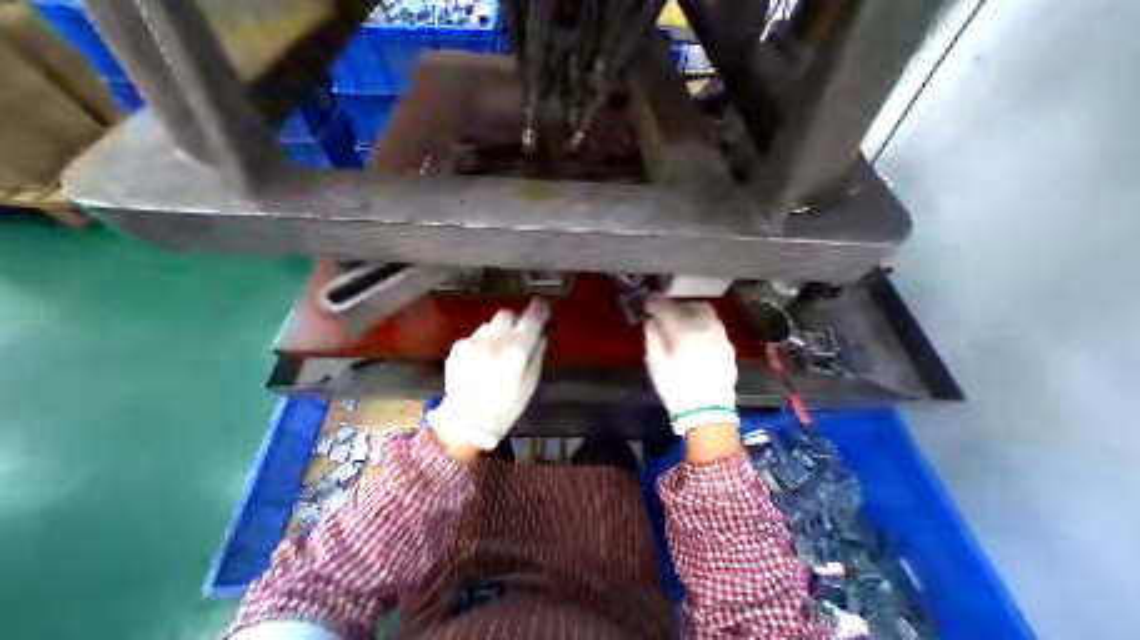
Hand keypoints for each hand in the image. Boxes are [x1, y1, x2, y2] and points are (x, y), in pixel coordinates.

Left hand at [430, 298, 550, 453]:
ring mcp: (473, 341)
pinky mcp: (458, 347)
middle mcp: (495, 339)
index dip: (539, 309)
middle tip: (516, 335)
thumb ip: (537, 352)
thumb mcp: (531, 381)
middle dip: (514, 321)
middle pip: (507, 314)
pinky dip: (481, 344)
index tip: (542, 305)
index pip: (532, 317)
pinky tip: (480, 362)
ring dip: (496, 333)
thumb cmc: (507, 405)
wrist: (467, 422)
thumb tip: (542, 333)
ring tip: (495, 354)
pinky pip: (475, 337)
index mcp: (517, 348)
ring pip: (490, 325)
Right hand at [644, 295, 745, 438]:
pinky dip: (701, 325)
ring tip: (678, 324)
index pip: (666, 307)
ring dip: (689, 313)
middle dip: (674, 306)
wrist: (707, 413)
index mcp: (685, 330)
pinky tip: (694, 338)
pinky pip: (713, 326)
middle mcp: (707, 327)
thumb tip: (652, 320)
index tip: (647, 304)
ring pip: (705, 313)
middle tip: (663, 314)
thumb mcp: (655, 361)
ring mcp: (721, 336)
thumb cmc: (676, 387)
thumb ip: (653, 335)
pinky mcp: (728, 346)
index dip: (654, 303)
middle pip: (690, 305)